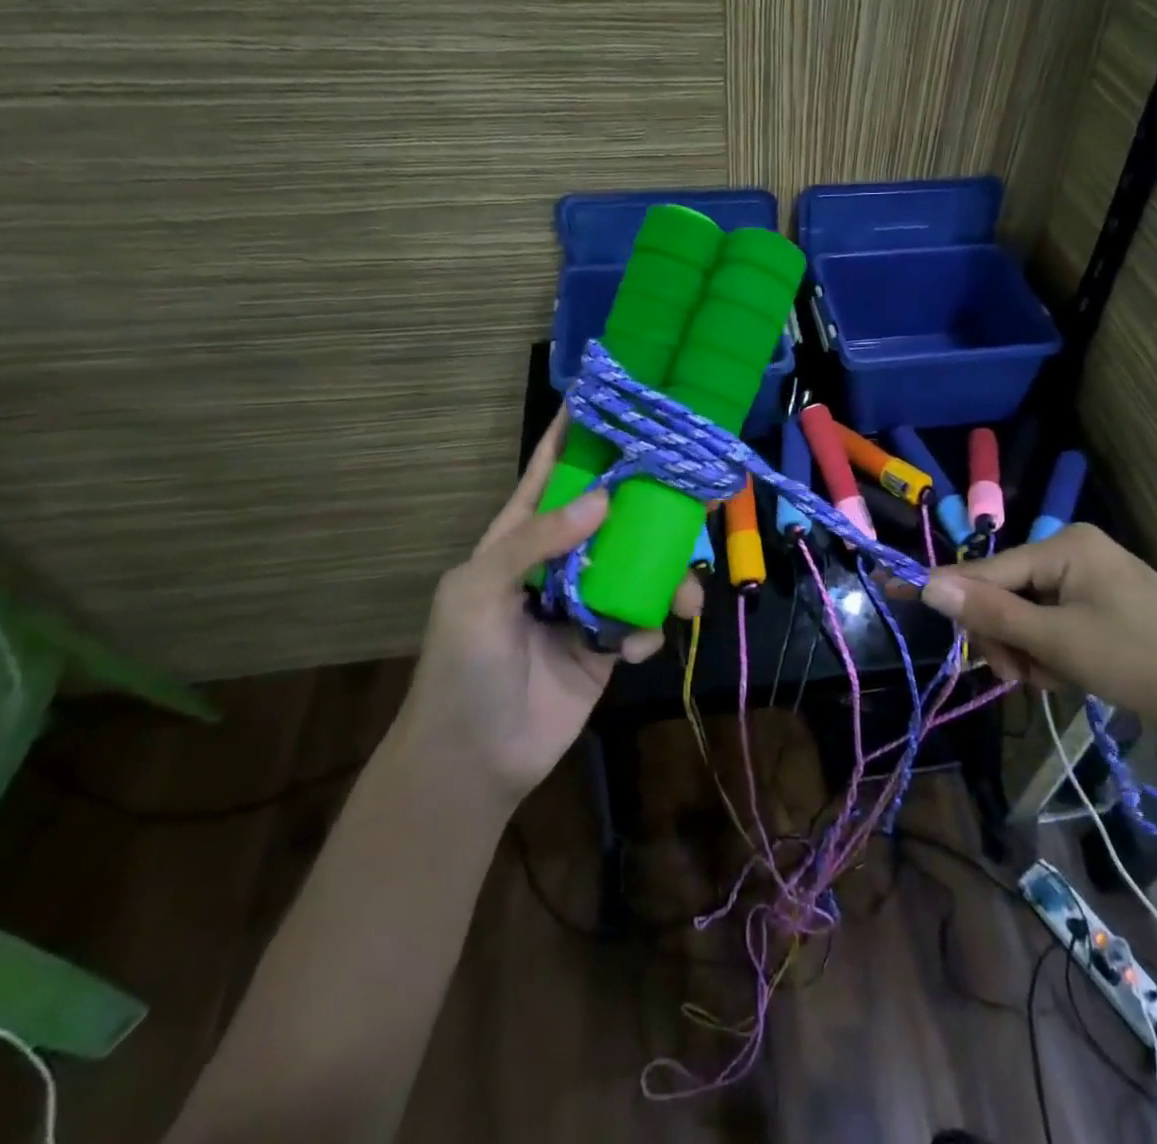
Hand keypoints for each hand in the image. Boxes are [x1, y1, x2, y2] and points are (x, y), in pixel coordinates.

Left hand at [400, 411, 701, 805]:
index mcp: (521, 536)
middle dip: (651, 503)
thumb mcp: (478, 592)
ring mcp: (588, 601)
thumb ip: (534, 540)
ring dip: (669, 576)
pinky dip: (648, 629)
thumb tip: (603, 499)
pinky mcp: (608, 643)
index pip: (552, 472)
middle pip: (614, 513)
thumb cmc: (462, 667)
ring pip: (642, 566)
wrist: (475, 759)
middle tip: (693, 492)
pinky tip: (633, 648)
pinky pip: (643, 620)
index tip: (617, 397)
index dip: (579, 434)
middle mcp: (561, 559)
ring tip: (685, 596)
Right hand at [914, 524, 1156, 747]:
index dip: (945, 591)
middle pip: (1006, 592)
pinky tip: (1071, 674)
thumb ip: (991, 613)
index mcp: (1065, 546)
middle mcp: (1074, 549)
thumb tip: (929, 584)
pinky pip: (1053, 619)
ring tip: (1056, 680)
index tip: (891, 594)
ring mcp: (1091, 574)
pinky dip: (1051, 650)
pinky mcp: (1103, 600)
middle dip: (1006, 638)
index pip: (986, 570)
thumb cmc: (1143, 664)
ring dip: (1029, 650)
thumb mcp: (1058, 643)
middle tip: (1021, 678)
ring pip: (1027, 612)